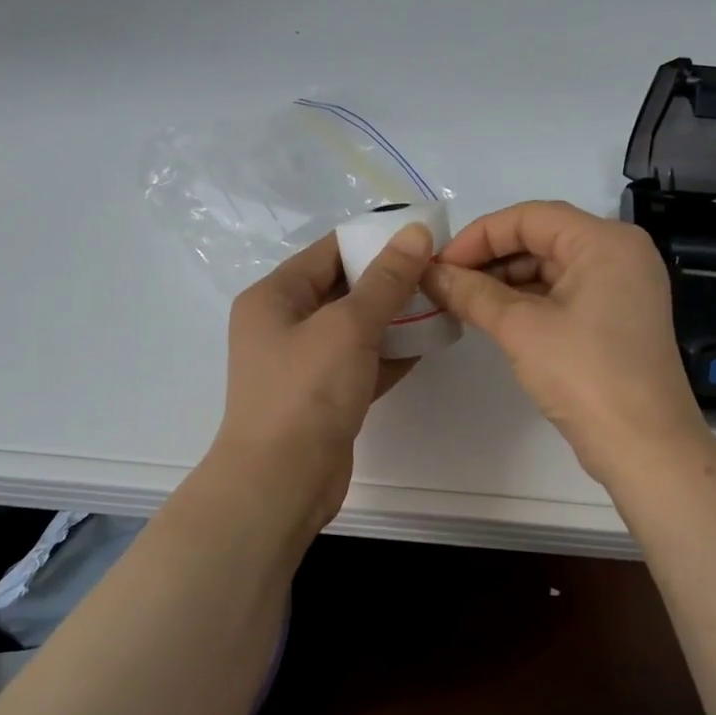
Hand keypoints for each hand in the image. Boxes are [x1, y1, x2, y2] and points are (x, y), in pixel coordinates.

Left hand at [210, 224, 434, 529]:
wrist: (281, 481)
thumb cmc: (306, 392)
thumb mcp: (348, 326)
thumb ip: (386, 280)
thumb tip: (415, 233)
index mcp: (274, 296)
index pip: (328, 251)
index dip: (374, 240)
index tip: (421, 236)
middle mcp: (283, 325)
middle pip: (342, 288)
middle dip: (389, 280)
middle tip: (439, 270)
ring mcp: (303, 364)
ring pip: (355, 328)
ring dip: (394, 318)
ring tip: (441, 302)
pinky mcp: (324, 397)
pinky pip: (360, 362)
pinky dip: (389, 353)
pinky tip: (428, 344)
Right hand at [423, 200, 708, 483]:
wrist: (644, 446)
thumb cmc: (584, 374)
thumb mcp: (521, 328)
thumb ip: (472, 293)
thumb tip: (430, 273)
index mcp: (605, 241)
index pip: (530, 217)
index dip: (479, 236)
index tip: (439, 264)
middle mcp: (619, 254)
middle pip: (542, 239)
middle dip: (490, 259)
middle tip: (445, 285)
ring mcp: (622, 288)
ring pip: (551, 268)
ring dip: (505, 282)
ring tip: (462, 303)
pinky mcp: (616, 319)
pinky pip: (564, 294)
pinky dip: (528, 302)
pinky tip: (494, 319)